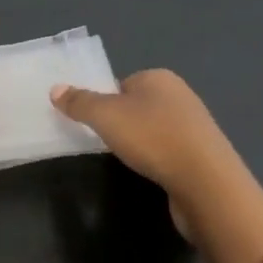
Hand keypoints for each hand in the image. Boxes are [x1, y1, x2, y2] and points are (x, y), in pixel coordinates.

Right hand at [52, 69, 239, 242]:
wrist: (207, 184)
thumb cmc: (152, 138)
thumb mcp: (105, 116)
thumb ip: (79, 102)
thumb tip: (55, 89)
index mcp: (159, 78)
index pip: (122, 83)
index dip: (104, 101)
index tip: (93, 123)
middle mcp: (181, 96)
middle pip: (137, 106)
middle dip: (121, 123)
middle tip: (105, 142)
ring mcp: (195, 127)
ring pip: (154, 130)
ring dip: (140, 144)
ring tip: (128, 160)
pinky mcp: (203, 156)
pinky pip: (169, 152)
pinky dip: (157, 160)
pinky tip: (151, 172)